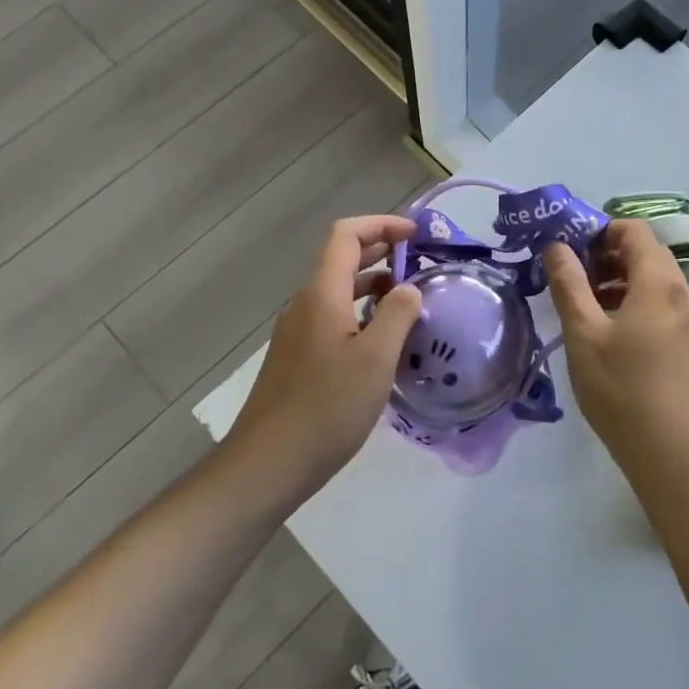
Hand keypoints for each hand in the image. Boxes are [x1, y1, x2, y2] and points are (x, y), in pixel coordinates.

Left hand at [229, 215, 422, 495]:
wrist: (268, 463)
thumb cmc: (327, 407)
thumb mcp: (376, 359)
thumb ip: (398, 315)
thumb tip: (409, 288)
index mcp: (322, 294)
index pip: (347, 235)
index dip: (381, 225)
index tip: (416, 235)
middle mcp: (305, 304)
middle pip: (341, 259)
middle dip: (380, 251)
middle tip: (420, 262)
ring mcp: (297, 332)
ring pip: (338, 291)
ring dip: (372, 284)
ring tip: (409, 299)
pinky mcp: (297, 358)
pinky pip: (332, 317)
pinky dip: (360, 312)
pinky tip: (382, 339)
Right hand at [542, 219, 688, 481]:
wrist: (674, 455)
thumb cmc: (622, 389)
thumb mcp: (584, 334)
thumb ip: (569, 284)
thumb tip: (556, 246)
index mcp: (659, 283)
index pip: (634, 230)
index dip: (600, 230)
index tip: (570, 250)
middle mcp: (684, 293)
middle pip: (647, 254)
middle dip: (608, 256)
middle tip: (573, 278)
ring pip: (657, 283)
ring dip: (622, 282)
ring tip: (587, 307)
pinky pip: (665, 307)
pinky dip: (638, 304)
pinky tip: (614, 334)